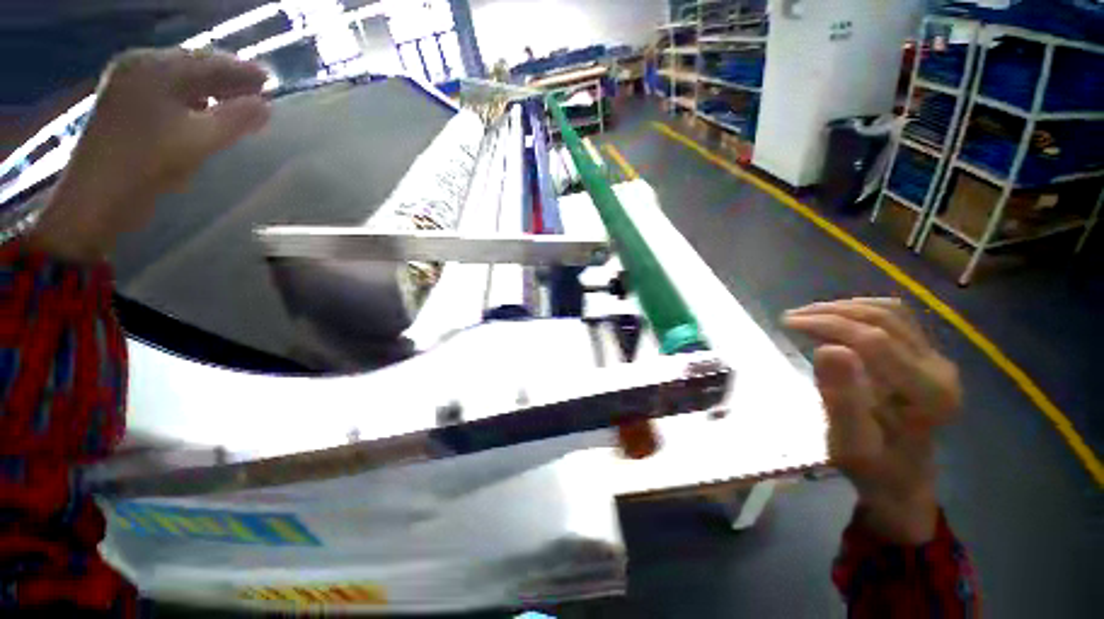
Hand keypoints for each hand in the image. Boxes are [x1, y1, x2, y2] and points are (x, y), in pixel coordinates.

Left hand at [30, 48, 270, 262]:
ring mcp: (128, 86)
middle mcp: (139, 67)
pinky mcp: (124, 106)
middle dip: (228, 81)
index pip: (209, 61)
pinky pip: (169, 94)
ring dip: (212, 92)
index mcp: (154, 67)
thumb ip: (237, 119)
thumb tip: (266, 106)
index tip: (272, 83)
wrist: (96, 198)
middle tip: (259, 95)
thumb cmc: (147, 164)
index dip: (243, 72)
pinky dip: (192, 101)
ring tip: (238, 107)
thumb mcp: (200, 140)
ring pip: (182, 81)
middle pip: (194, 67)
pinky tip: (206, 114)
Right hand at [783, 298, 960, 543]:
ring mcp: (938, 360)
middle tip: (792, 317)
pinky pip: (896, 317)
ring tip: (808, 315)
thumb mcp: (848, 442)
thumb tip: (827, 349)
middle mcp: (941, 370)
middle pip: (884, 320)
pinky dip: (860, 311)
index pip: (875, 341)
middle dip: (832, 312)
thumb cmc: (870, 466)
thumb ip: (842, 398)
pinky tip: (835, 319)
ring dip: (844, 308)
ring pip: (891, 312)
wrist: (901, 477)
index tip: (788, 323)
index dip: (828, 325)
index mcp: (928, 395)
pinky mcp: (928, 355)